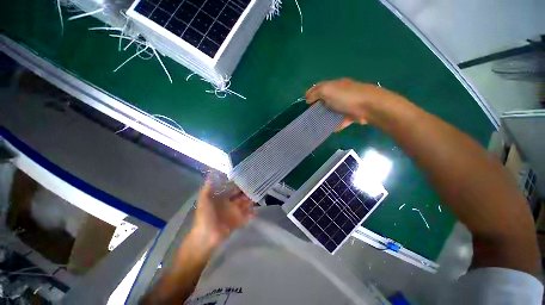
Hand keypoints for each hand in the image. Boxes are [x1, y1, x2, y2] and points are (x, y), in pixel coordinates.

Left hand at [189, 173, 255, 252]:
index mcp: (222, 199)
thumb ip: (207, 187)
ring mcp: (234, 213)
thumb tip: (211, 174)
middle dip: (247, 192)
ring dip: (251, 201)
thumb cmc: (205, 216)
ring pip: (245, 205)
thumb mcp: (204, 200)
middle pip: (241, 196)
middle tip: (256, 187)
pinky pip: (247, 216)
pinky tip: (257, 210)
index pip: (232, 190)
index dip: (239, 185)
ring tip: (258, 196)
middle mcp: (229, 205)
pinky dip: (252, 213)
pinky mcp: (238, 222)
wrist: (206, 237)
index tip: (247, 178)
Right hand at [305, 78, 403, 129]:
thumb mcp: (327, 91)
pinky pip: (341, 120)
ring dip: (326, 117)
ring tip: (318, 124)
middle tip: (310, 116)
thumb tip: (307, 99)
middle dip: (317, 107)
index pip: (318, 87)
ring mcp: (346, 104)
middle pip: (325, 100)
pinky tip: (331, 129)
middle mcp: (340, 93)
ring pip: (333, 111)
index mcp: (333, 85)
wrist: (369, 106)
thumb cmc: (345, 97)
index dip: (310, 94)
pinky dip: (336, 124)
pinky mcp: (351, 115)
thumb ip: (315, 93)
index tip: (305, 104)